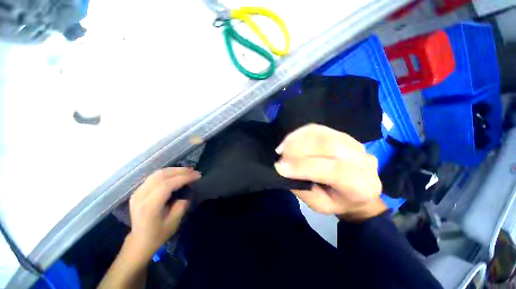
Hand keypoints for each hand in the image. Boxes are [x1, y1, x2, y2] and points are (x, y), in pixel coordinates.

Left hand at [126, 167, 200, 262]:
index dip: (184, 177)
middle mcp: (141, 196)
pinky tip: (176, 174)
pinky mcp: (138, 191)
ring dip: (174, 170)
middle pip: (161, 176)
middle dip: (180, 171)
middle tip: (194, 171)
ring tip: (187, 170)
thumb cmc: (158, 234)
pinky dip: (167, 172)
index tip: (197, 175)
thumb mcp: (174, 222)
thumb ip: (182, 205)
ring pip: (157, 173)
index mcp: (149, 206)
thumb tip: (187, 192)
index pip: (167, 185)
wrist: (139, 241)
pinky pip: (154, 176)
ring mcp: (137, 192)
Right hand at [274, 124, 384, 220]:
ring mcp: (354, 143)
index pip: (334, 170)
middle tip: (280, 155)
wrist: (360, 189)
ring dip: (298, 139)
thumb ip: (303, 188)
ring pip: (323, 134)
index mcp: (361, 185)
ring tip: (283, 148)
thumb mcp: (320, 206)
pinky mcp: (343, 135)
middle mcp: (363, 160)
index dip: (304, 167)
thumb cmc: (338, 201)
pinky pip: (319, 129)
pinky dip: (301, 133)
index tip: (280, 167)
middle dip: (299, 149)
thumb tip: (284, 169)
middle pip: (330, 146)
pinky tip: (290, 140)